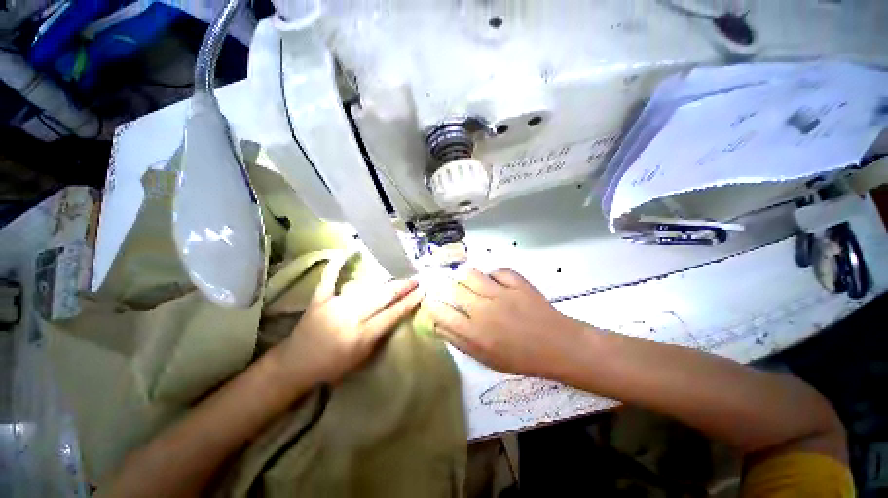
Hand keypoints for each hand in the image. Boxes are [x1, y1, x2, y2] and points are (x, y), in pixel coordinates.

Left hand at [276, 263, 423, 384]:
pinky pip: (329, 278)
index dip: (409, 302)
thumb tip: (397, 313)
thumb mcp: (362, 358)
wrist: (295, 365)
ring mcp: (333, 306)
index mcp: (361, 336)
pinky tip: (347, 251)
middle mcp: (350, 318)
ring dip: (386, 282)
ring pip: (366, 289)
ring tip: (399, 277)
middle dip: (402, 288)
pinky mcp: (319, 299)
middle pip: (382, 297)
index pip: (392, 314)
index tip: (422, 291)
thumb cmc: (332, 366)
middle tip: (416, 280)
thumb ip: (380, 334)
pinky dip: (337, 265)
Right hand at [422, 269, 582, 377]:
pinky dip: (493, 275)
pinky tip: (496, 283)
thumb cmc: (520, 357)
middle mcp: (484, 309)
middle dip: (446, 287)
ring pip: (471, 274)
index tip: (430, 300)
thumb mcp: (485, 358)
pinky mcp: (517, 282)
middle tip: (450, 288)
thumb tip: (439, 325)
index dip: (431, 304)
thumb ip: (460, 341)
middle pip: (453, 288)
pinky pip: (497, 271)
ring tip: (470, 283)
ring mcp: (501, 293)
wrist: (557, 345)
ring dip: (466, 277)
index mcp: (475, 332)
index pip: (441, 312)